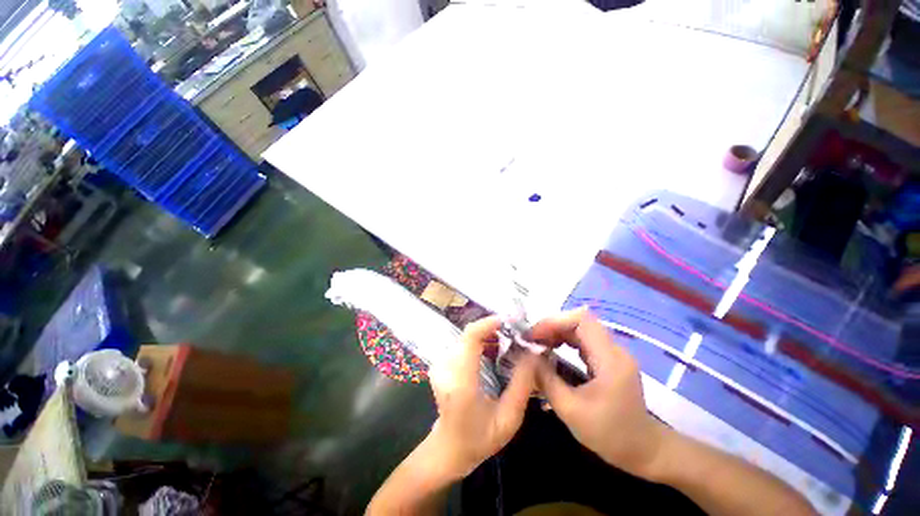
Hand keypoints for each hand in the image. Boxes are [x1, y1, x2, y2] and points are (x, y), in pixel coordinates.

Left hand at [427, 316, 537, 479]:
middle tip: (517, 335)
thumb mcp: (509, 418)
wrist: (448, 449)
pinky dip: (481, 342)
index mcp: (461, 380)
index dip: (489, 323)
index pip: (471, 337)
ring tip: (509, 344)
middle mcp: (446, 366)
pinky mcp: (441, 363)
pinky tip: (494, 352)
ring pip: (468, 337)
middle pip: (471, 334)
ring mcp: (440, 364)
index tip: (510, 321)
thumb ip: (522, 383)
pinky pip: (464, 344)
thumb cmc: (479, 439)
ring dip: (489, 335)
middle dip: (495, 330)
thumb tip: (534, 352)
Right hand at [531, 308, 670, 479]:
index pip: (581, 320)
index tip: (534, 335)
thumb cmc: (609, 434)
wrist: (643, 450)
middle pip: (579, 321)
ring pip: (579, 328)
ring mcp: (612, 353)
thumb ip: (546, 379)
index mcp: (610, 359)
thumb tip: (527, 355)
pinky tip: (552, 350)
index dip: (554, 321)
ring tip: (537, 344)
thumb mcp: (570, 410)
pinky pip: (583, 339)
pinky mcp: (608, 358)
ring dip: (556, 332)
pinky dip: (564, 340)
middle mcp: (614, 349)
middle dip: (551, 326)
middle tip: (531, 340)